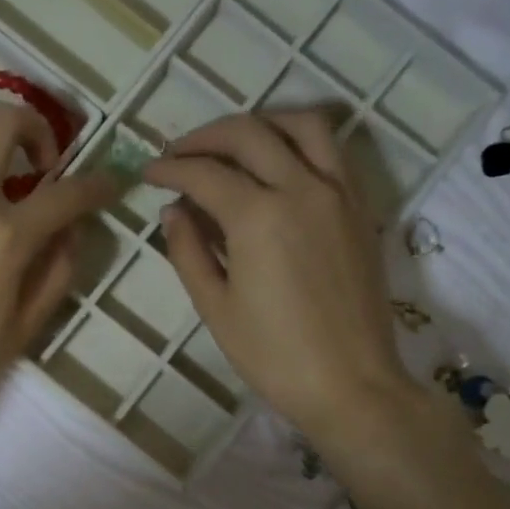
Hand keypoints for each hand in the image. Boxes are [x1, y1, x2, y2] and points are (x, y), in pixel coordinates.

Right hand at [145, 108, 411, 443]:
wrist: (351, 385)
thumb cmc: (274, 355)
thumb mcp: (215, 308)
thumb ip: (188, 252)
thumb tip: (173, 211)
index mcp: (259, 217)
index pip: (204, 174)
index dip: (170, 169)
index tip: (148, 172)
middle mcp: (302, 189)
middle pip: (249, 134)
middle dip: (205, 136)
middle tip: (179, 153)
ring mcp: (339, 193)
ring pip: (302, 125)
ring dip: (260, 123)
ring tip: (233, 143)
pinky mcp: (361, 208)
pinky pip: (333, 151)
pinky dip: (300, 141)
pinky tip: (280, 163)